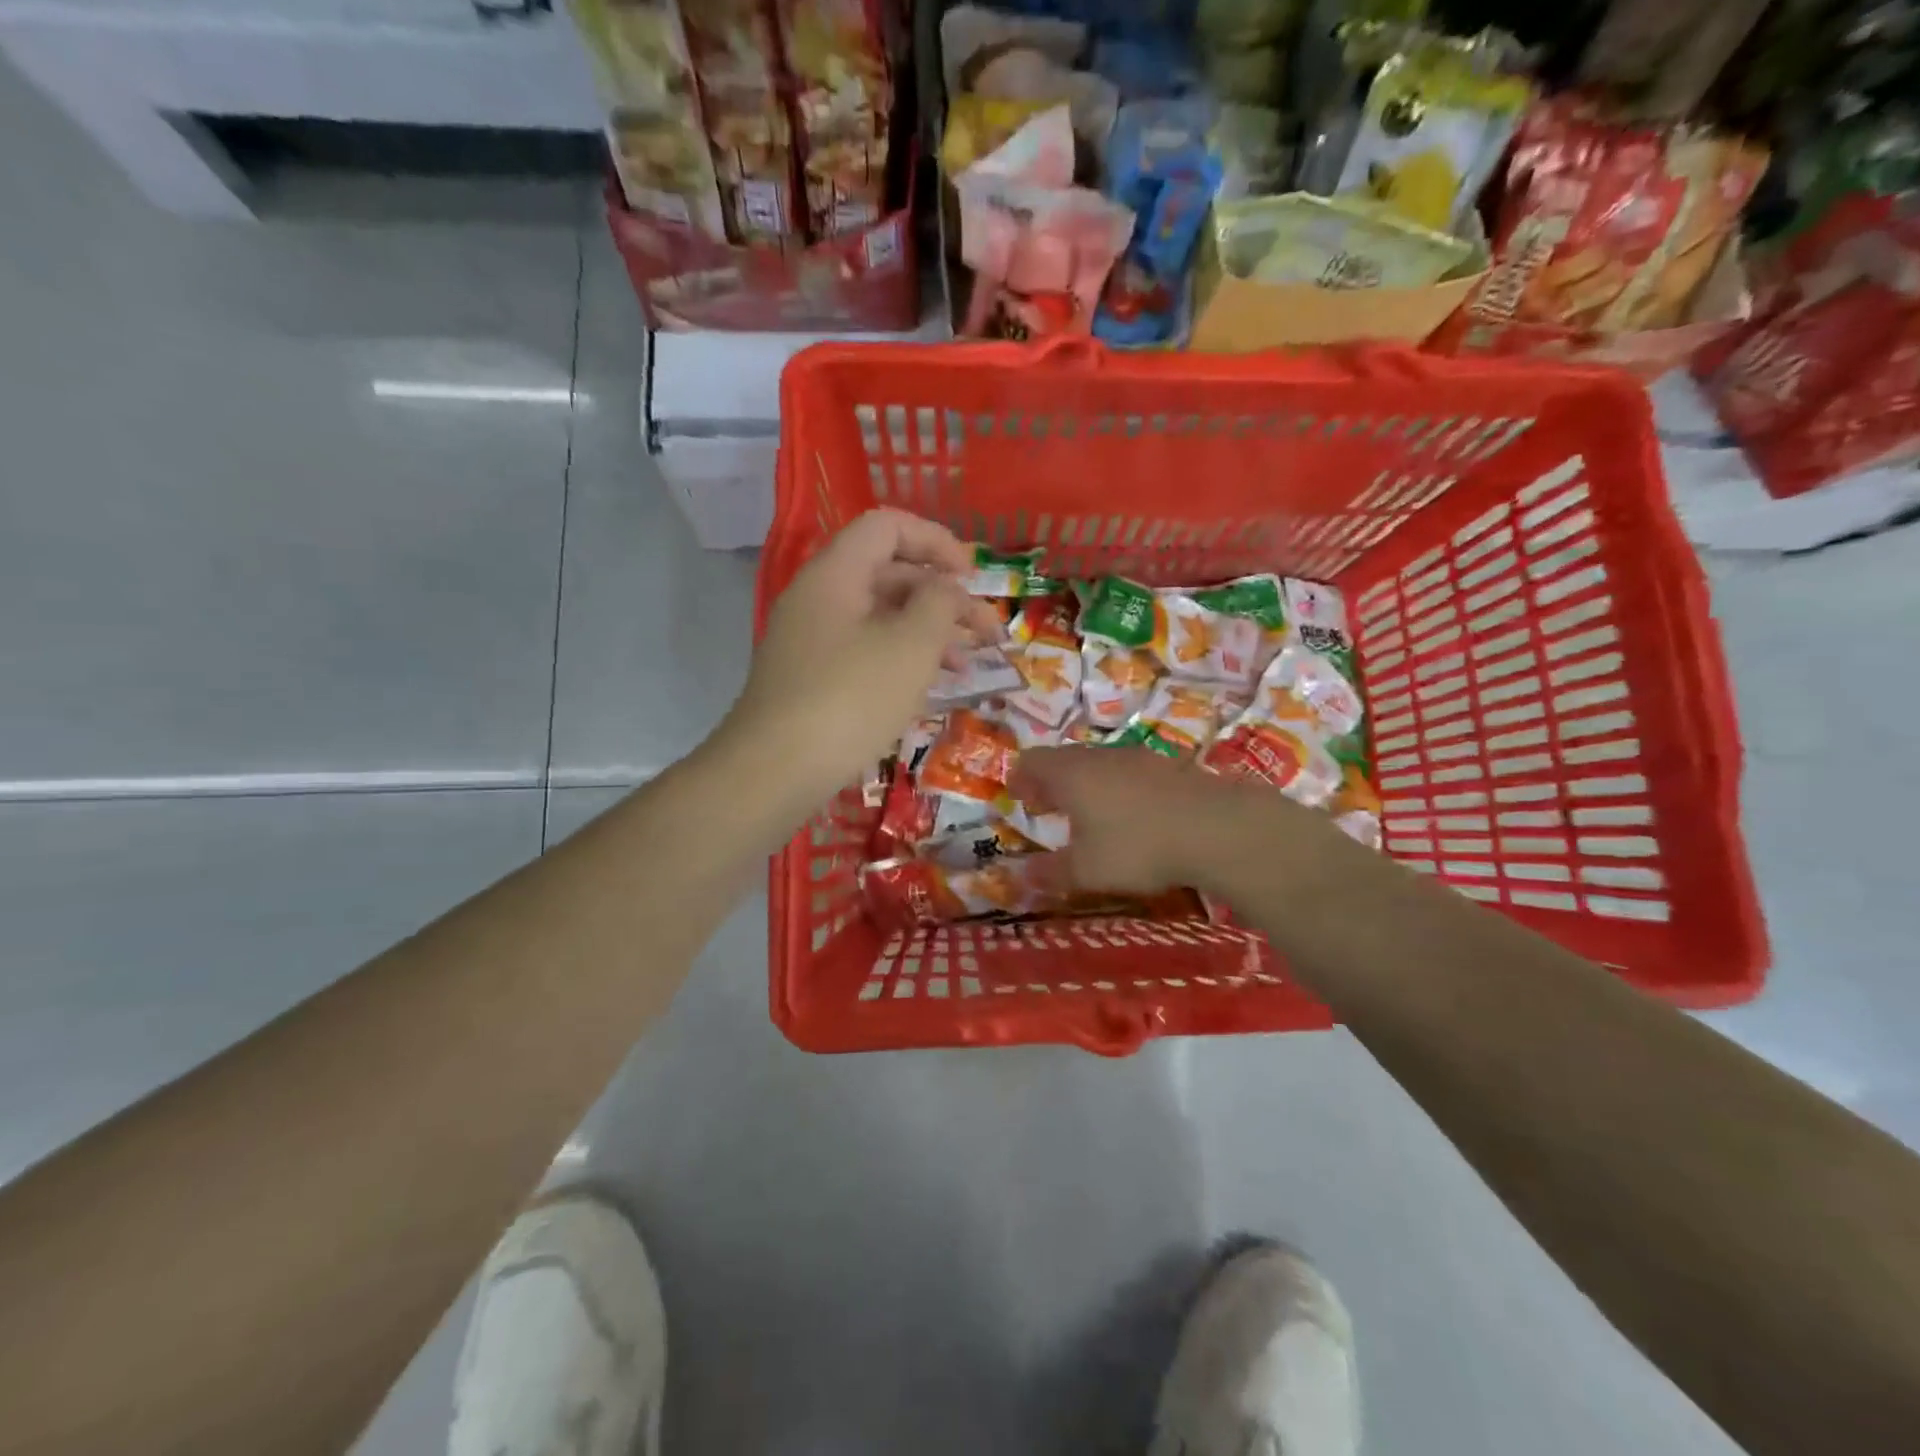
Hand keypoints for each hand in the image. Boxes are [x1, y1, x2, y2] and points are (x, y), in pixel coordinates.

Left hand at [723, 509, 1000, 803]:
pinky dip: (901, 660)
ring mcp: (812, 640)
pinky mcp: (812, 679)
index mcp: (835, 574)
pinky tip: (930, 689)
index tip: (973, 577)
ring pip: (880, 618)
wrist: (775, 771)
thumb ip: (940, 603)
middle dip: (944, 597)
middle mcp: (819, 598)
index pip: (888, 526)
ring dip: (929, 633)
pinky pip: (865, 652)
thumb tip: (947, 588)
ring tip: (968, 665)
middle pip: (889, 574)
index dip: (936, 541)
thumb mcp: (911, 646)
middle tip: (987, 632)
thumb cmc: (850, 699)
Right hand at [1010, 747, 1233, 893]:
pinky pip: (1130, 772)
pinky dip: (1119, 789)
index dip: (1020, 778)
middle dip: (1051, 782)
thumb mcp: (1086, 870)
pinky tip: (1133, 816)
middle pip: (1065, 759)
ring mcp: (1138, 758)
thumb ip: (1051, 873)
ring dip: (1087, 784)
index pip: (1032, 761)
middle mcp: (1100, 757)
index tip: (1018, 798)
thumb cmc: (1136, 846)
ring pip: (1100, 764)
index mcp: (1070, 774)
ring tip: (1090, 815)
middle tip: (1048, 807)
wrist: (1216, 827)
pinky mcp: (1170, 767)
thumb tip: (1022, 876)